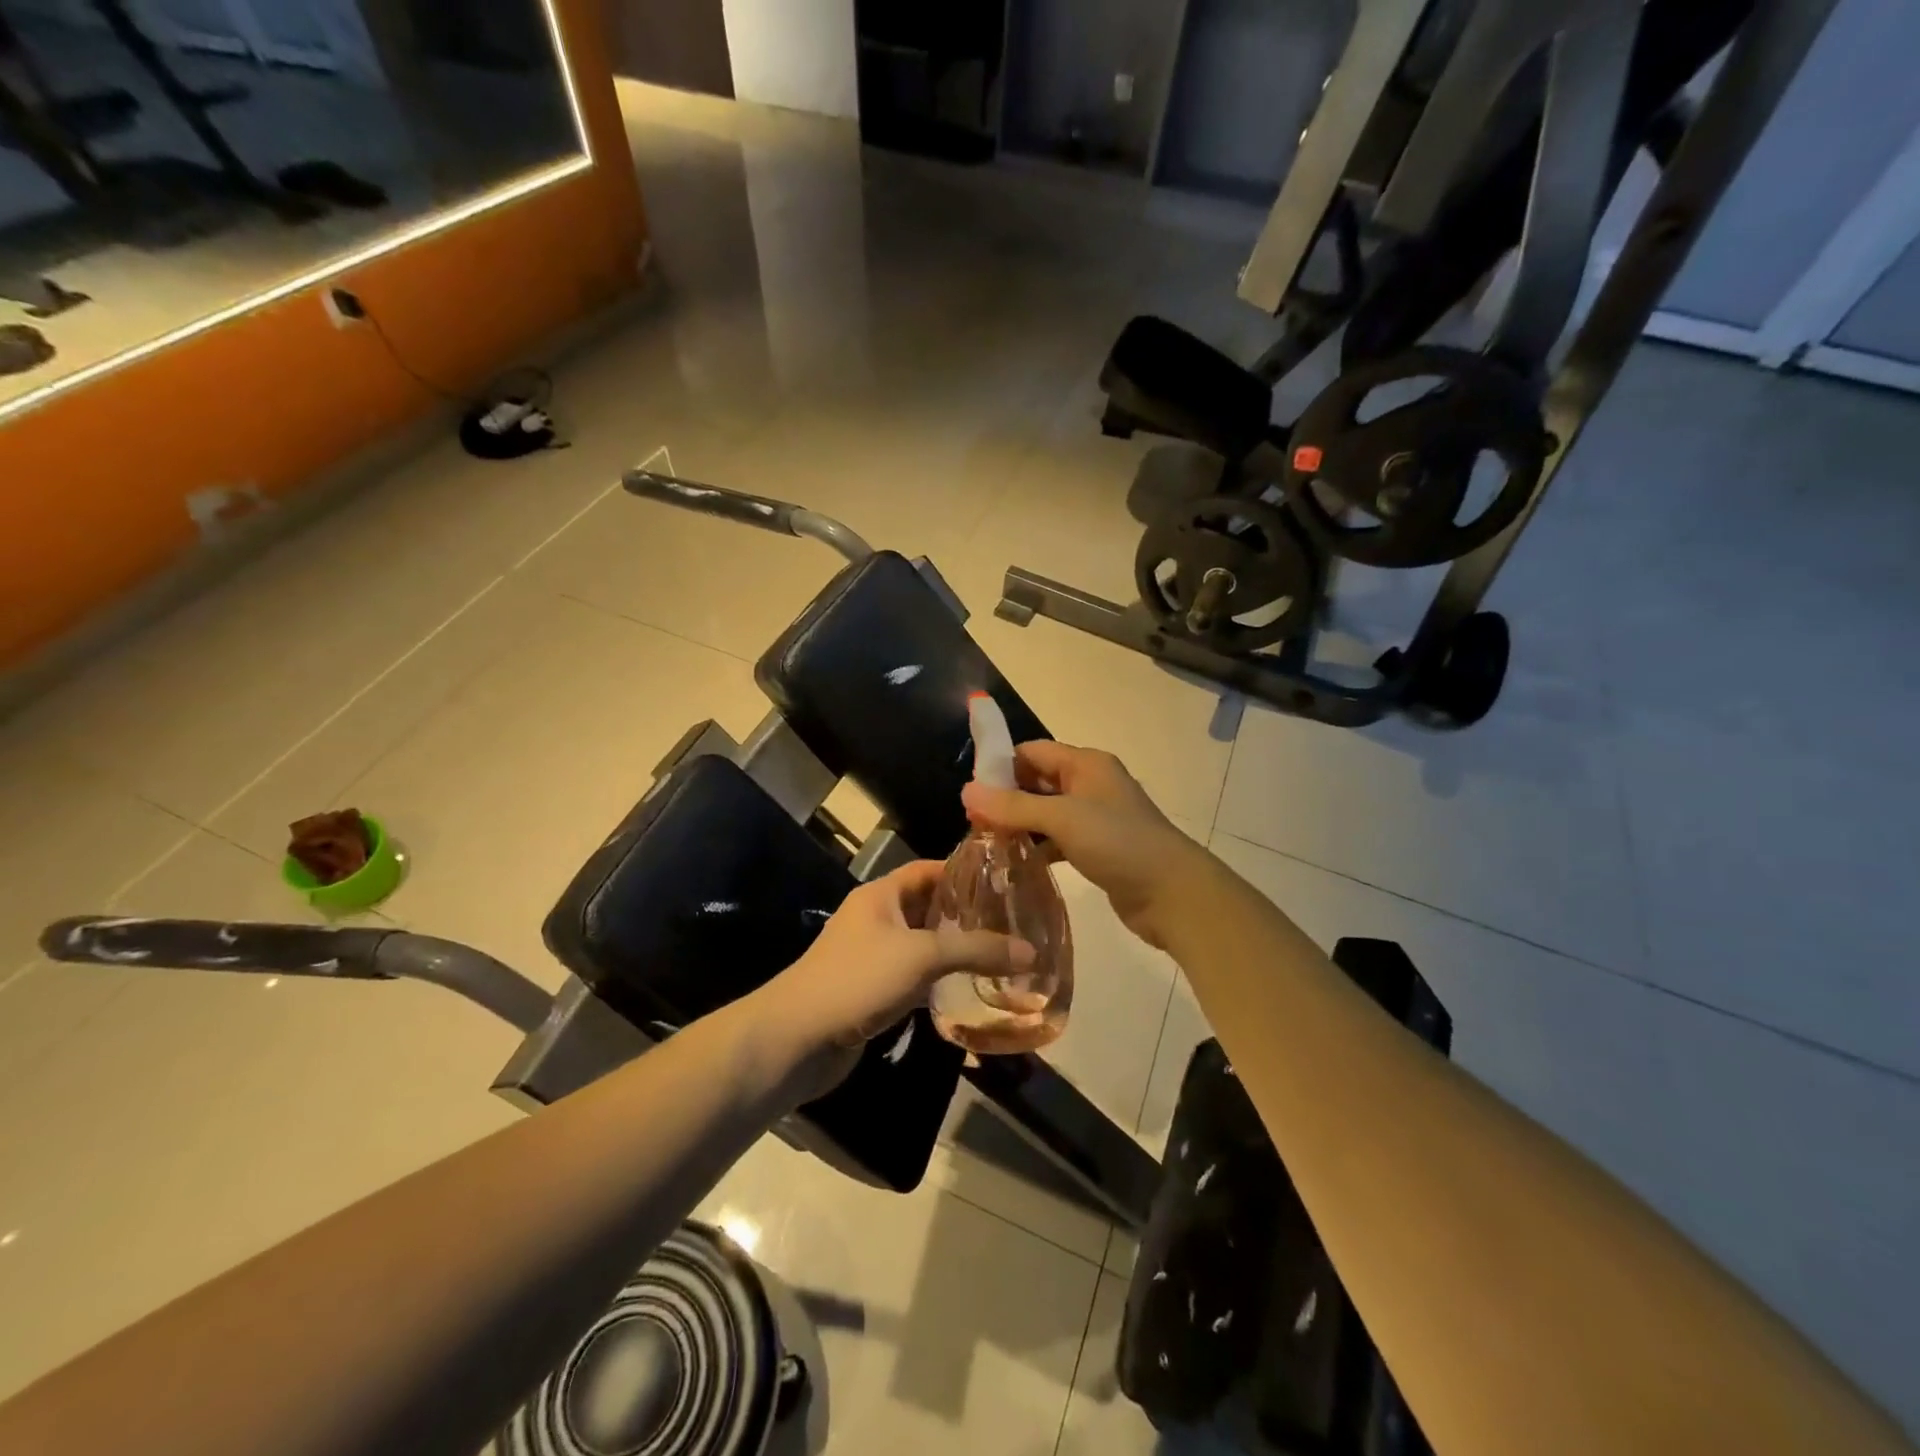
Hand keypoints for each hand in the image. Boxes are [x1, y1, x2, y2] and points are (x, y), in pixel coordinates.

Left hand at [746, 861, 1033, 1098]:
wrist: (798, 1039)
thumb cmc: (858, 979)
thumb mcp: (922, 956)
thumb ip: (977, 950)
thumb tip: (1031, 952)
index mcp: (881, 895)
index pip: (927, 869)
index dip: (962, 871)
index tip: (1003, 879)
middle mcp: (876, 919)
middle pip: (927, 907)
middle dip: (965, 914)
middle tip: (1012, 922)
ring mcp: (872, 957)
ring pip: (922, 946)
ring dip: (954, 951)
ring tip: (1001, 955)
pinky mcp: (872, 992)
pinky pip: (913, 979)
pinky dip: (939, 982)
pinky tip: (969, 990)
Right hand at [961, 741, 1209, 949]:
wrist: (1172, 893)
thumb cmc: (1118, 843)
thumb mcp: (1063, 818)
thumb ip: (1014, 805)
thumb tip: (966, 790)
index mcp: (1086, 764)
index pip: (1033, 752)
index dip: (1001, 766)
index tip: (971, 791)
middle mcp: (1090, 784)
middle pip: (1037, 781)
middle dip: (1006, 798)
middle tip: (973, 822)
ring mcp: (1095, 818)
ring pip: (1045, 813)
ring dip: (1019, 825)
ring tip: (986, 844)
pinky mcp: (1097, 848)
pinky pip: (1057, 840)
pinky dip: (1037, 848)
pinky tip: (1015, 864)